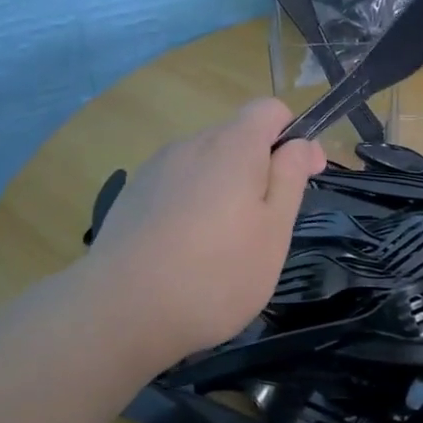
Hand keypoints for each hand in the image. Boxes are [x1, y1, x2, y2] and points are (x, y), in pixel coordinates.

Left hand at [82, 99, 324, 365]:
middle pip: (237, 137)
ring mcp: (156, 168)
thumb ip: (290, 178)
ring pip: (206, 164)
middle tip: (264, 227)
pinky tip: (184, 251)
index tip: (303, 178)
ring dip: (224, 189)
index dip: (293, 137)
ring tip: (221, 246)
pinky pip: (177, 185)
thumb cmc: (215, 274)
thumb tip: (301, 143)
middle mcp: (192, 144)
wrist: (119, 313)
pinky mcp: (132, 195)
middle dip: (259, 169)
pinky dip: (191, 205)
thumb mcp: (274, 231)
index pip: (270, 109)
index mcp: (233, 145)